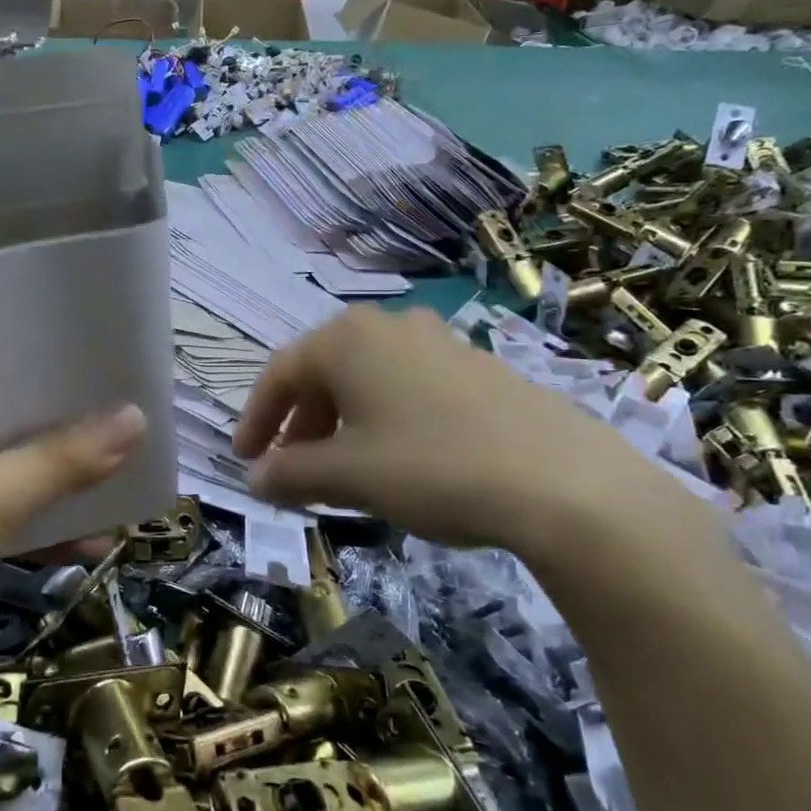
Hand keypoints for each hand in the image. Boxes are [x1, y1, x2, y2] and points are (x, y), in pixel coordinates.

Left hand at [0, 309, 145, 721]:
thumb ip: (57, 461)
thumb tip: (136, 420)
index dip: (11, 305)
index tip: (75, 308)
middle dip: (50, 383)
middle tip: (114, 370)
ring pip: (2, 440)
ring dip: (54, 450)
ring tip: (120, 438)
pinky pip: (4, 495)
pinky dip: (42, 509)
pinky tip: (97, 528)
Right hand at [233, 306, 689, 563]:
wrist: (566, 483)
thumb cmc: (432, 467)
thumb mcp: (348, 476)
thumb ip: (290, 473)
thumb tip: (255, 479)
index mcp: (346, 340)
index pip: (279, 374)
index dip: (256, 419)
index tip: (245, 459)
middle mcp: (388, 327)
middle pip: (323, 372)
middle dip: (300, 423)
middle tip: (291, 468)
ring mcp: (438, 342)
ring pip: (367, 379)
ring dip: (341, 422)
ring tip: (342, 470)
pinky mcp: (478, 367)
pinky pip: (408, 386)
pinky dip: (384, 419)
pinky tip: (398, 460)